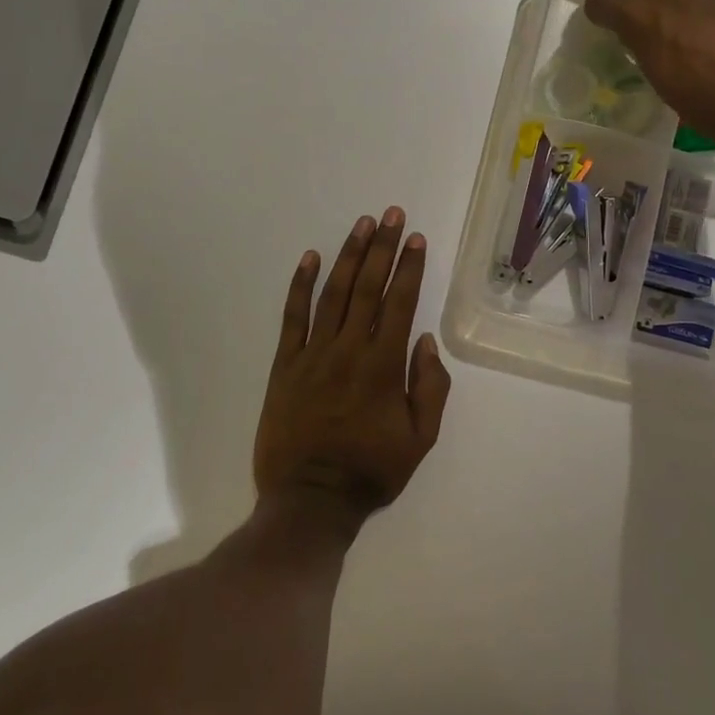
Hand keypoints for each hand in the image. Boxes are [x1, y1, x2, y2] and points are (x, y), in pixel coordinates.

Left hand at [255, 208, 450, 535]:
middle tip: (392, 214)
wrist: (310, 500)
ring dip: (349, 255)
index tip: (415, 238)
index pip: (399, 303)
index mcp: (384, 366)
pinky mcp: (284, 365)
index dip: (409, 267)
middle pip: (368, 287)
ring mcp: (313, 354)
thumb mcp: (420, 439)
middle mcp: (349, 349)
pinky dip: (301, 285)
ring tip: (362, 224)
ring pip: (333, 293)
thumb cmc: (371, 470)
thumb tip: (425, 340)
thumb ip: (430, 387)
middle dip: (383, 247)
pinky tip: (311, 257)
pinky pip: (292, 317)